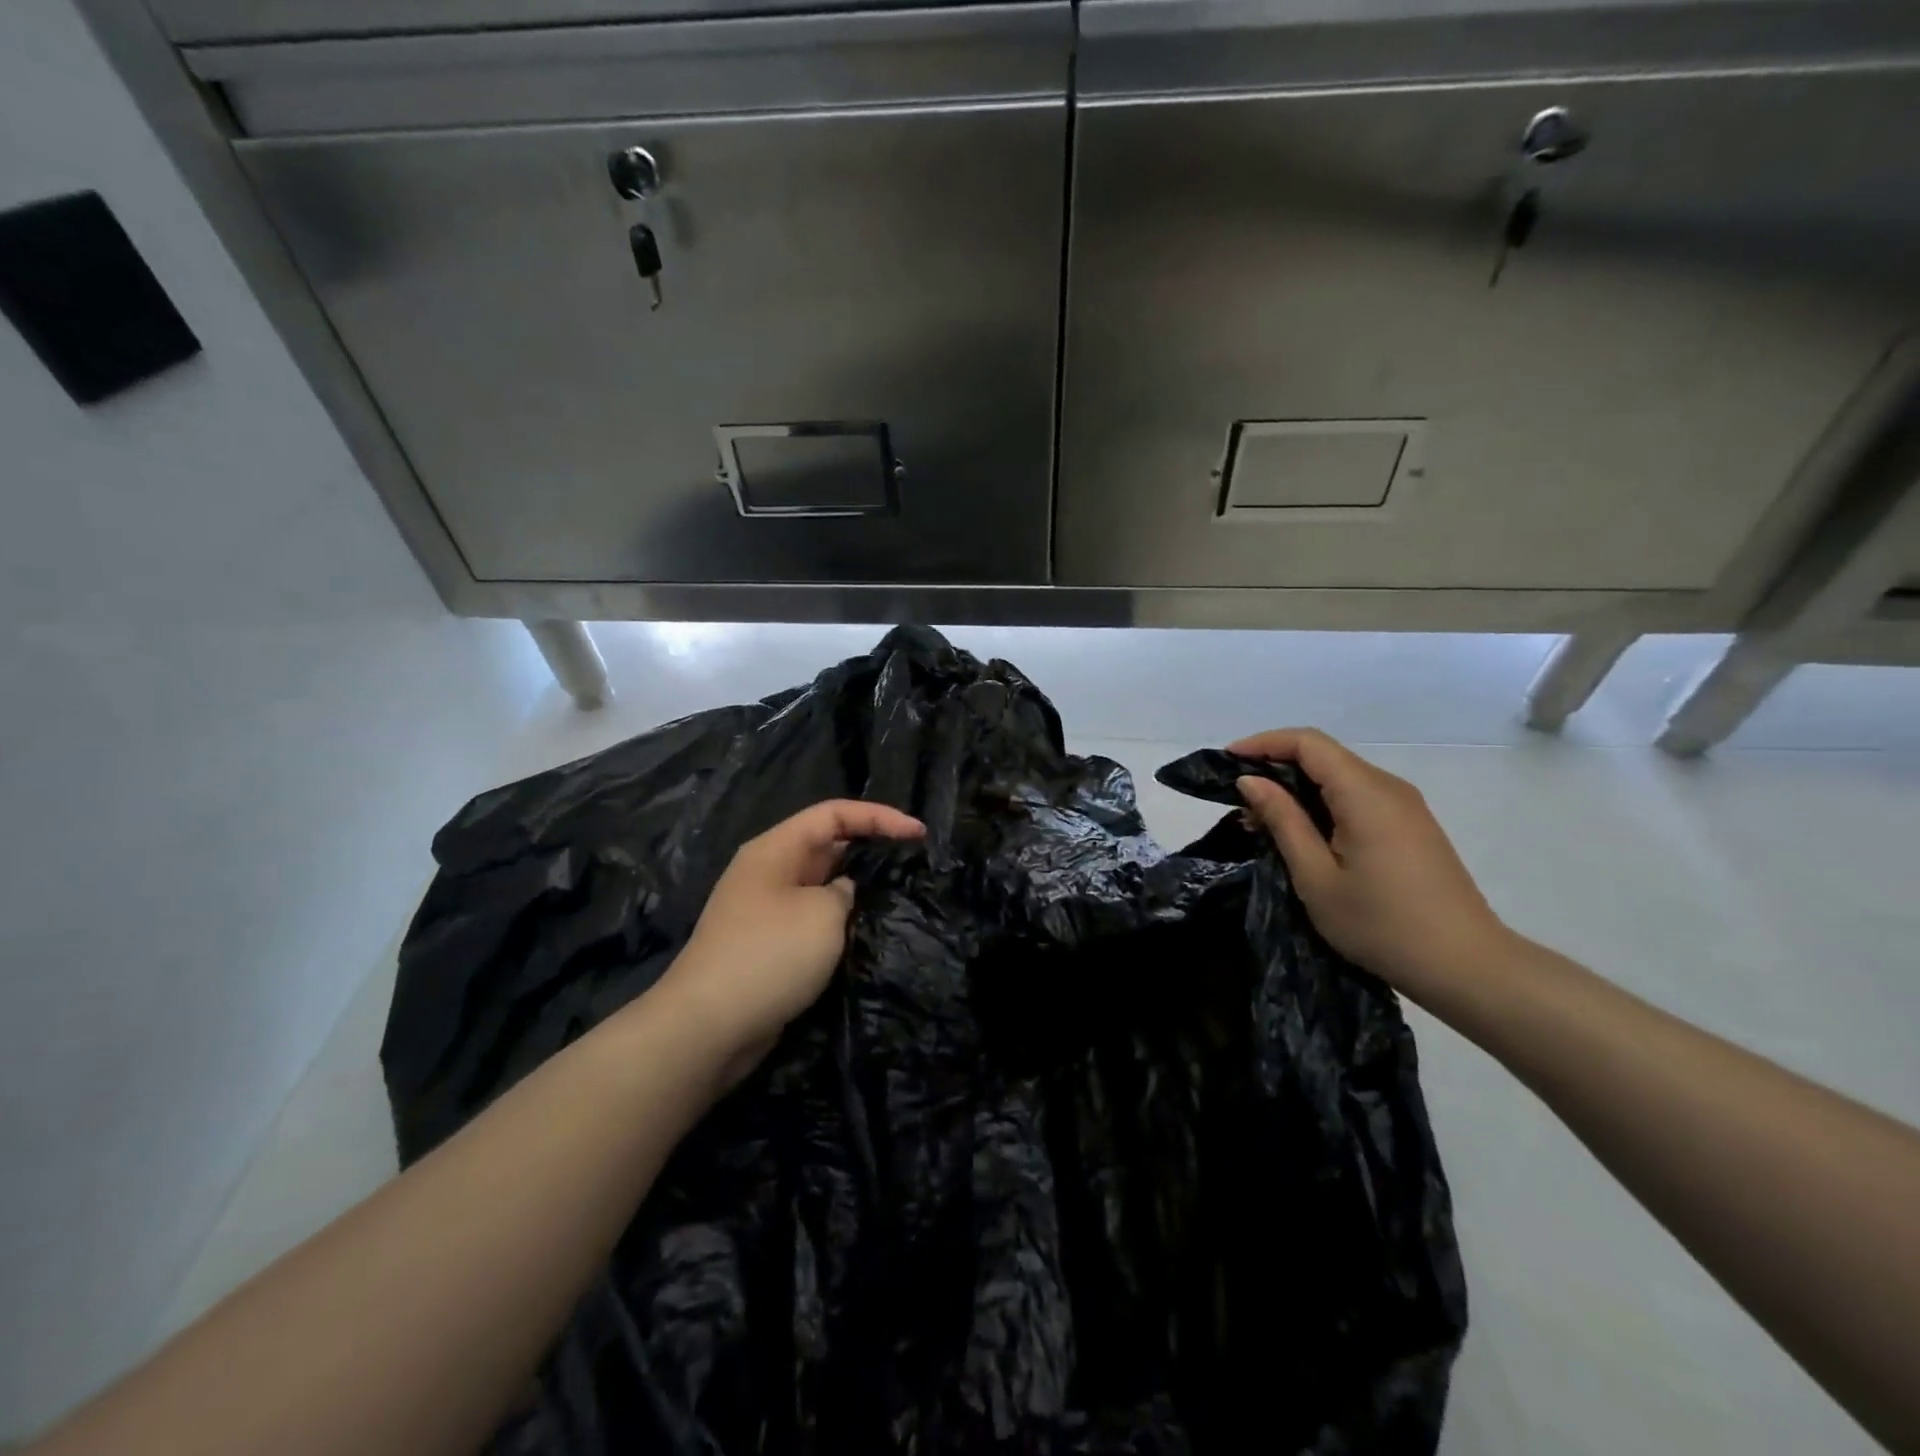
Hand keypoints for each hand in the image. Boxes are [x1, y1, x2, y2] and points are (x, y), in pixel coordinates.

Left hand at [655, 800, 924, 1082]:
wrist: (708, 1027)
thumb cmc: (769, 956)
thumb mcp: (823, 914)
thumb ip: (845, 892)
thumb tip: (841, 894)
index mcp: (776, 849)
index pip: (834, 814)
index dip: (879, 816)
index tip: (919, 834)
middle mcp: (769, 872)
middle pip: (827, 845)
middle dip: (870, 849)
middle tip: (914, 863)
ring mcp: (766, 910)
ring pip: (822, 885)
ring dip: (856, 889)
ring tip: (898, 897)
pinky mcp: (769, 945)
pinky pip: (813, 919)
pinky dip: (840, 921)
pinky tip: (866, 934)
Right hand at [1227, 728, 1512, 996]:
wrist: (1466, 966)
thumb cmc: (1381, 924)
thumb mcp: (1316, 876)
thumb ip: (1283, 821)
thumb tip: (1251, 780)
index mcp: (1365, 794)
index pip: (1308, 743)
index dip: (1263, 743)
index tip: (1227, 761)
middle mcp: (1388, 787)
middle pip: (1324, 755)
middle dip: (1276, 767)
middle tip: (1240, 803)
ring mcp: (1405, 806)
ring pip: (1340, 776)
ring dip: (1298, 788)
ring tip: (1263, 823)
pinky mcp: (1411, 825)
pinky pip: (1358, 796)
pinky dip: (1323, 803)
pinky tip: (1303, 835)